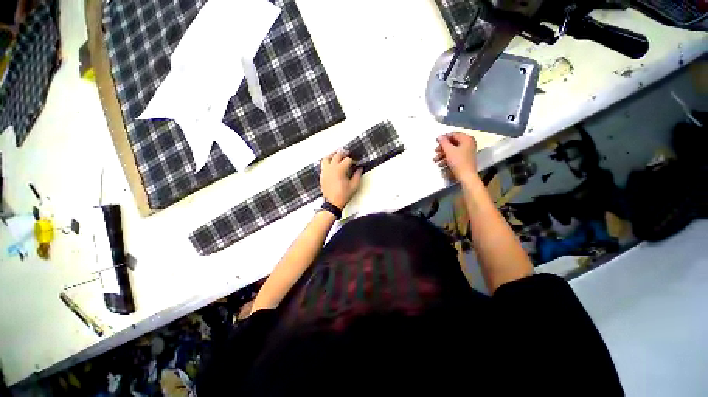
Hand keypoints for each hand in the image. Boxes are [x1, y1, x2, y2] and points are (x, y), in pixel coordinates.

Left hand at [320, 151, 362, 208]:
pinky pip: (323, 165)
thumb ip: (358, 175)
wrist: (332, 203)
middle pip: (337, 155)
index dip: (353, 160)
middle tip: (347, 154)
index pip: (347, 160)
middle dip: (343, 153)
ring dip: (332, 155)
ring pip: (327, 158)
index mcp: (340, 170)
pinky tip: (331, 164)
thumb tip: (359, 169)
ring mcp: (325, 172)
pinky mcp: (322, 176)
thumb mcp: (354, 186)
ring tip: (336, 155)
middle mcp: (331, 169)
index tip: (355, 163)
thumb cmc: (342, 196)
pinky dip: (327, 162)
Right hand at [434, 132, 478, 183]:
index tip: (436, 141)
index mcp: (467, 139)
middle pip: (452, 143)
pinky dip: (447, 159)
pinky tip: (441, 164)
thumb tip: (439, 136)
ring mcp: (467, 152)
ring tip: (435, 160)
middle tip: (435, 151)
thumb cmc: (458, 162)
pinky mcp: (465, 159)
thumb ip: (443, 142)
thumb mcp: (449, 150)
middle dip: (442, 148)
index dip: (444, 137)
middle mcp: (468, 144)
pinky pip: (455, 156)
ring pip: (452, 150)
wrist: (466, 176)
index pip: (454, 134)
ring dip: (443, 154)